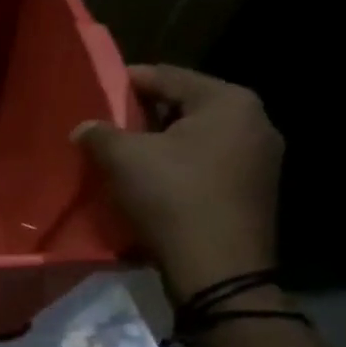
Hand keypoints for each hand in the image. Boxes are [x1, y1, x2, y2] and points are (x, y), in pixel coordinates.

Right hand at [74, 64, 283, 299]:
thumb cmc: (172, 198)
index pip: (168, 76)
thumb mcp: (123, 159)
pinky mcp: (254, 191)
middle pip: (185, 107)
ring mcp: (261, 159)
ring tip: (124, 156)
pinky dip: (178, 167)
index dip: (127, 81)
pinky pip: (208, 165)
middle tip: (107, 126)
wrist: (218, 269)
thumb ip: (99, 134)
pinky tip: (151, 182)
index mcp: (229, 101)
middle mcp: (255, 121)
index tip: (97, 90)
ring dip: (160, 144)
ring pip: (197, 138)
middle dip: (144, 116)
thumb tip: (84, 127)